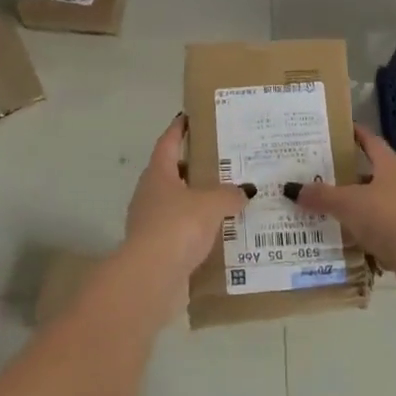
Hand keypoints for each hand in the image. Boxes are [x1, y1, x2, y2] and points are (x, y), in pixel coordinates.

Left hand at [124, 114, 246, 284]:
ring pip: (177, 204)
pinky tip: (218, 233)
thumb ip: (229, 194)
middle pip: (172, 173)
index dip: (179, 129)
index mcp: (158, 173)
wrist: (151, 278)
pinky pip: (180, 232)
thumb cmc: (177, 227)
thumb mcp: (211, 204)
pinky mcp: (156, 250)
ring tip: (226, 199)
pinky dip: (196, 230)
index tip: (189, 117)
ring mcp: (150, 223)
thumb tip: (245, 191)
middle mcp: (150, 194)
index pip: (168, 142)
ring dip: (196, 201)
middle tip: (222, 162)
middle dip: (194, 167)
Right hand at [297, 125, 395, 302]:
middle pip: (370, 173)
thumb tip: (291, 188)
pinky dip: (361, 233)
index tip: (335, 130)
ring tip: (324, 208)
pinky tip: (342, 239)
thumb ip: (322, 196)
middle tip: (318, 173)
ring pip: (374, 203)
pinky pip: (378, 230)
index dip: (354, 134)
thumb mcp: (349, 203)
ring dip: (354, 206)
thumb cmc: (388, 217)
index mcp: (389, 165)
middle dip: (347, 174)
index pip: (370, 140)